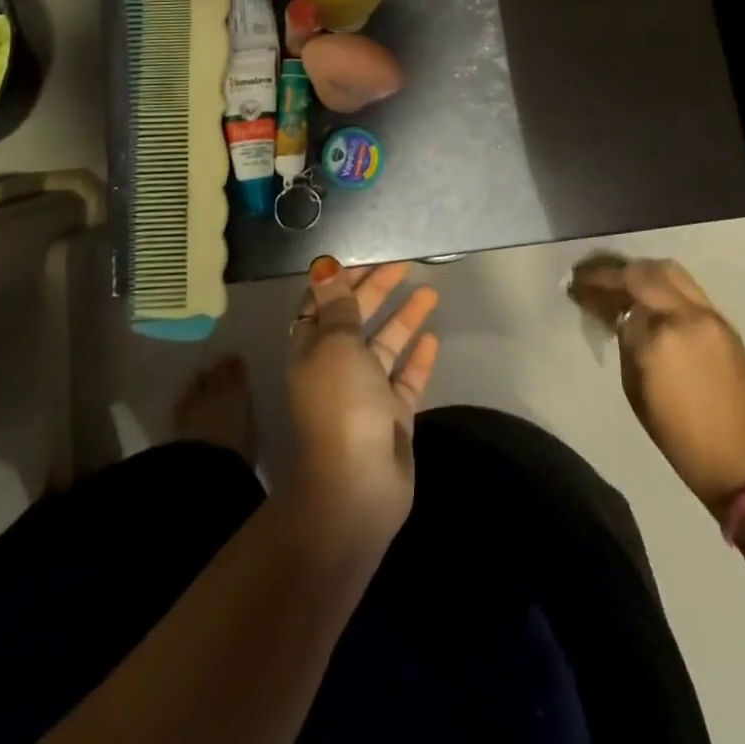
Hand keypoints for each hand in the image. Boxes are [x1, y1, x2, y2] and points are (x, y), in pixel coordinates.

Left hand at [285, 259, 440, 549]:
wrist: (357, 488)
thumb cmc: (341, 404)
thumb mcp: (336, 344)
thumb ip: (337, 304)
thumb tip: (323, 264)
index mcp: (311, 350)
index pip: (322, 304)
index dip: (341, 279)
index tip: (367, 255)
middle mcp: (335, 368)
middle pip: (356, 320)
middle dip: (377, 290)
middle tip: (405, 264)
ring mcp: (365, 394)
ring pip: (385, 346)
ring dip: (403, 318)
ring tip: (430, 292)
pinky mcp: (392, 417)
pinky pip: (405, 379)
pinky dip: (417, 359)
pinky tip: (433, 338)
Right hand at [584, 257, 744, 516]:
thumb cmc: (684, 440)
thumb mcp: (637, 394)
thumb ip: (627, 347)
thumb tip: (621, 320)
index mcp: (658, 339)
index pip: (619, 299)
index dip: (594, 292)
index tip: (576, 289)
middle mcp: (685, 316)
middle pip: (644, 272)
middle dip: (614, 271)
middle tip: (593, 277)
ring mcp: (710, 315)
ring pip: (670, 271)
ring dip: (641, 272)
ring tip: (621, 282)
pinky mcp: (726, 322)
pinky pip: (688, 289)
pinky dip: (664, 285)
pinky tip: (650, 298)